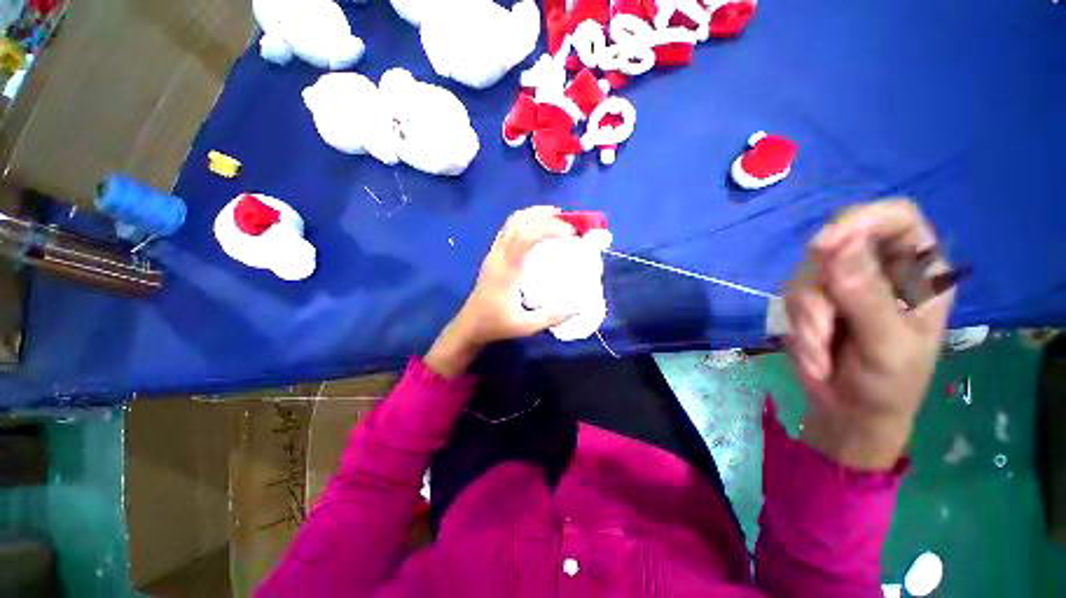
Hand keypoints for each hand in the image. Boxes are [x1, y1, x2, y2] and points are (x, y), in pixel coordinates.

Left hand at [425, 206, 576, 376]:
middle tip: (568, 222)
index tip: (570, 234)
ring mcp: (493, 253)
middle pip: (518, 221)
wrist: (469, 325)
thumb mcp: (525, 326)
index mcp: (507, 270)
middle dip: (544, 216)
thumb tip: (579, 307)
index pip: (525, 236)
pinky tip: (538, 229)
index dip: (549, 228)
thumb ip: (552, 316)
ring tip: (556, 218)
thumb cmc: (495, 325)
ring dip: (534, 215)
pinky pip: (508, 230)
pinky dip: (525, 222)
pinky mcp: (493, 256)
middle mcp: (498, 256)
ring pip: (511, 222)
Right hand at [784, 200, 954, 469]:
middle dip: (822, 288)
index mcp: (918, 271)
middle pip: (836, 245)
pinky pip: (789, 297)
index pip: (896, 218)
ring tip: (821, 352)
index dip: (863, 220)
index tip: (824, 246)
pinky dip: (798, 327)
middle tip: (820, 323)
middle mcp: (878, 268)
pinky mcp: (811, 299)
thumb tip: (834, 244)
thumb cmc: (889, 385)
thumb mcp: (887, 345)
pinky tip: (815, 352)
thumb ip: (865, 297)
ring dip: (808, 318)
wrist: (850, 413)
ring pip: (805, 276)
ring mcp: (840, 282)